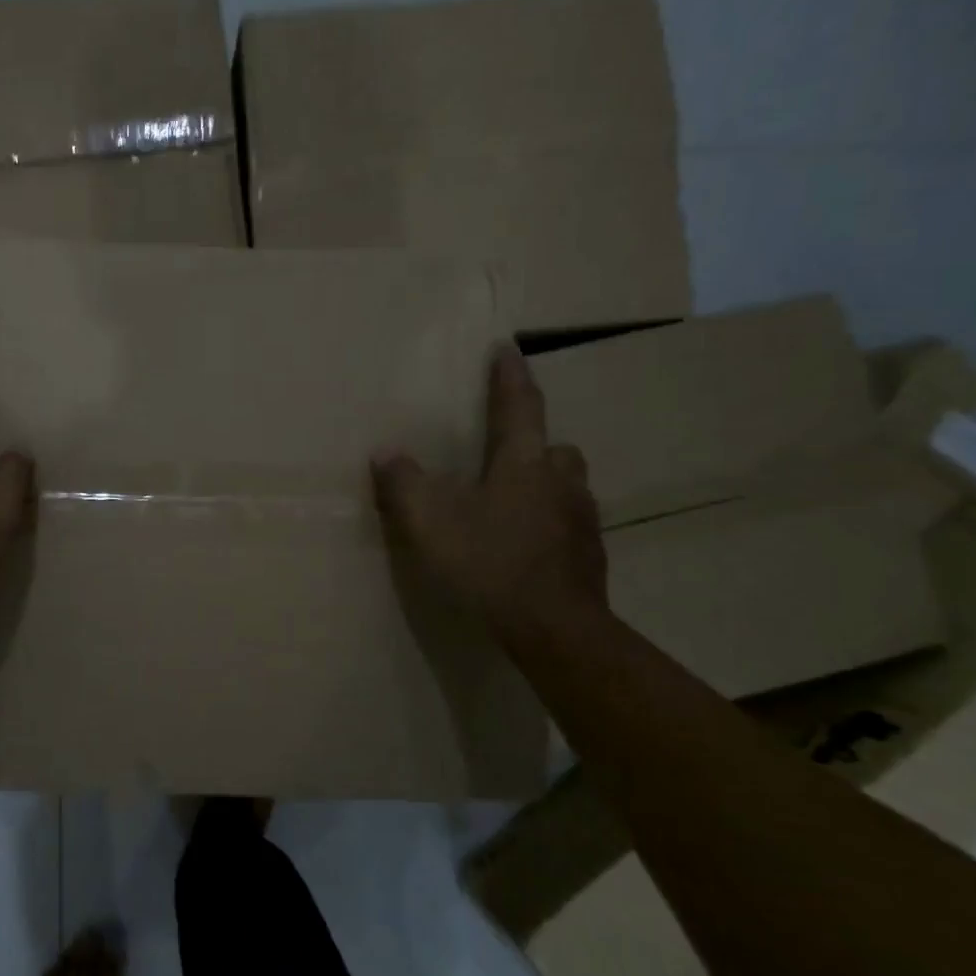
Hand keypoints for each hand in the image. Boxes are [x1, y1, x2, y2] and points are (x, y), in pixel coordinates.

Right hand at [371, 343, 606, 644]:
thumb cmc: (489, 563)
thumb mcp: (430, 522)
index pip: (519, 405)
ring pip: (565, 485)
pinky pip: (568, 523)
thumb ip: (404, 484)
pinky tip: (527, 546)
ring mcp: (581, 519)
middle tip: (506, 451)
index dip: (509, 375)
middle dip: (532, 441)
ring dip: (543, 483)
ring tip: (514, 502)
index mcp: (523, 463)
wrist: (554, 628)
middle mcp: (560, 481)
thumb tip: (385, 453)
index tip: (506, 347)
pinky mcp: (589, 555)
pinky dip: (549, 522)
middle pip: (552, 446)